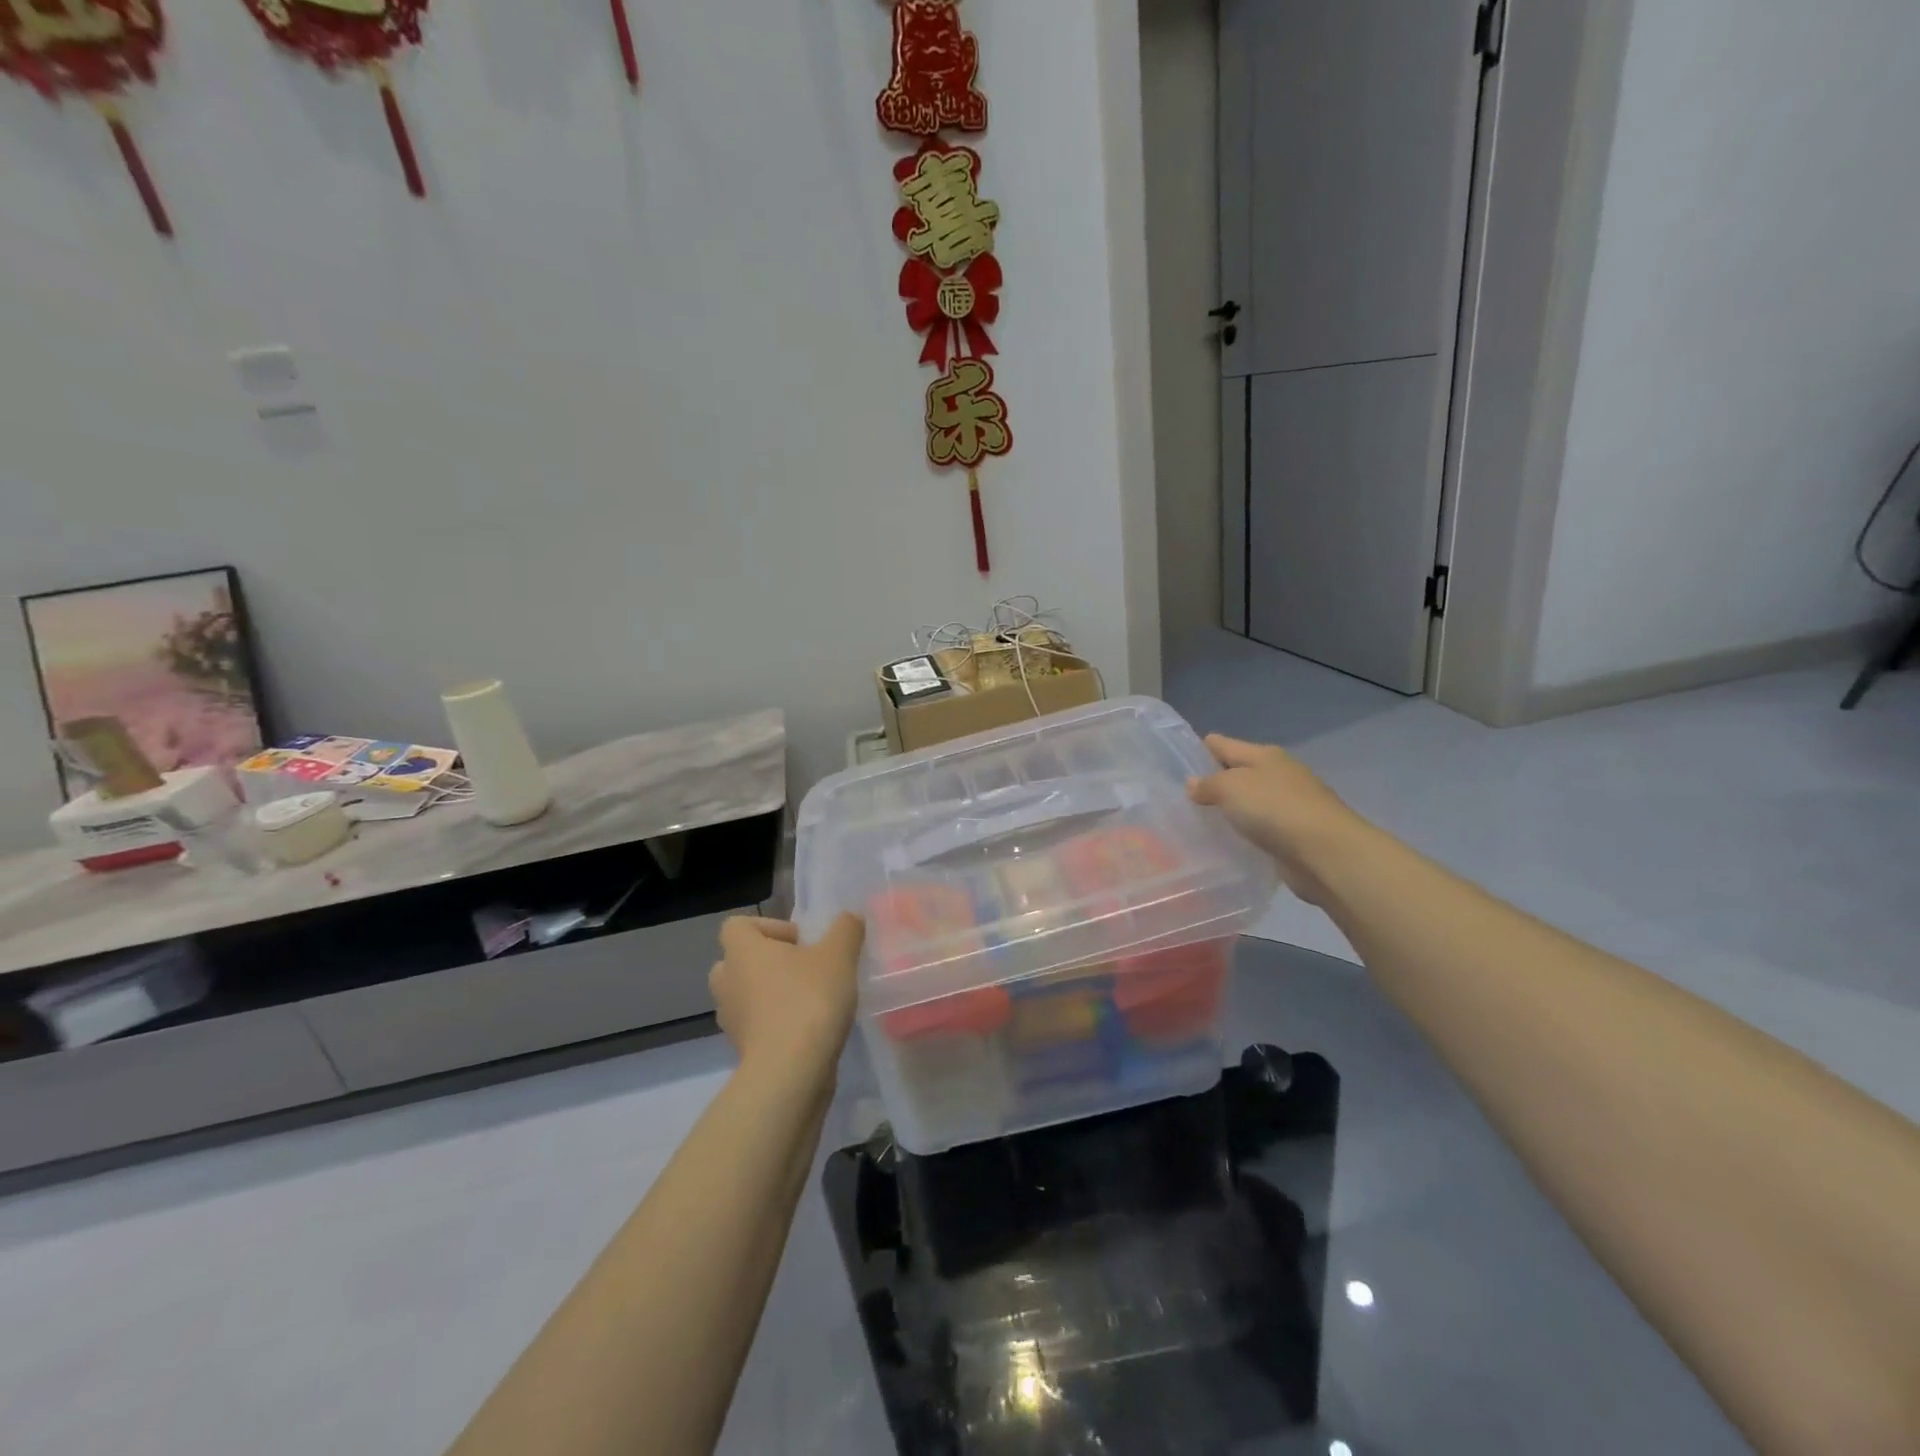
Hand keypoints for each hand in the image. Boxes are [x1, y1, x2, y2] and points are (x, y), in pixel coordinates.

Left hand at [709, 914, 864, 1079]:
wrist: (791, 1071)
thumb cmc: (809, 999)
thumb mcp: (839, 955)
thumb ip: (846, 930)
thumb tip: (849, 918)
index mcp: (742, 951)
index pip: (737, 925)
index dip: (768, 927)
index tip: (799, 941)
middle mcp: (727, 981)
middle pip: (737, 961)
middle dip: (767, 962)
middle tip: (802, 969)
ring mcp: (731, 1019)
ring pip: (745, 995)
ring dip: (770, 994)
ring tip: (808, 1000)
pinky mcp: (742, 1050)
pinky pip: (755, 1026)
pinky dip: (775, 1024)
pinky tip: (808, 1029)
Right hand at [1187, 735, 1360, 905]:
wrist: (1325, 851)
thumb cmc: (1274, 808)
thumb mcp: (1230, 788)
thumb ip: (1208, 784)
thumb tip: (1193, 784)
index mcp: (1264, 755)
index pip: (1224, 744)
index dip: (1200, 749)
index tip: (1175, 760)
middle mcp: (1279, 774)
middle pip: (1238, 772)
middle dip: (1213, 781)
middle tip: (1180, 795)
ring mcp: (1289, 805)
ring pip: (1249, 801)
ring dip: (1230, 809)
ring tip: (1197, 820)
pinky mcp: (1294, 834)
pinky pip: (1260, 828)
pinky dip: (1245, 831)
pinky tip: (1226, 841)